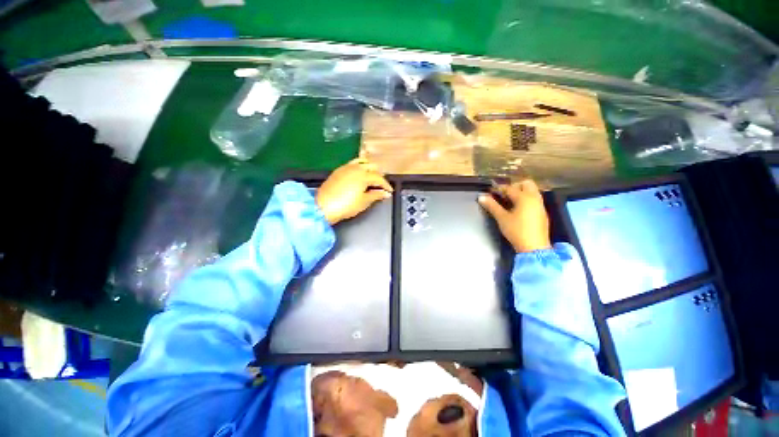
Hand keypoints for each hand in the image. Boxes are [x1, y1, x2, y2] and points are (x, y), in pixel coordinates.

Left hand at [316, 158, 392, 224]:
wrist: (323, 207)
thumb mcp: (364, 201)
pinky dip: (359, 167)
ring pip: (362, 162)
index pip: (379, 178)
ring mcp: (345, 168)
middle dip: (379, 175)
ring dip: (369, 168)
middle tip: (381, 185)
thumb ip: (376, 195)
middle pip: (372, 167)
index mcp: (363, 175)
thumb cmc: (346, 205)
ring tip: (371, 177)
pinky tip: (359, 175)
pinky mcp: (338, 170)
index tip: (390, 191)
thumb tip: (385, 193)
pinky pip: (352, 164)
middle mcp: (355, 168)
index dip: (386, 185)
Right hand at [478, 180, 550, 252]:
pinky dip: (526, 199)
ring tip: (509, 201)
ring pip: (532, 191)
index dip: (499, 188)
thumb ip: (492, 206)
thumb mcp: (502, 218)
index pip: (510, 188)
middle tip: (504, 194)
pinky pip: (534, 199)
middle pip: (526, 184)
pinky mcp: (542, 213)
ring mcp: (540, 205)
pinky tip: (517, 209)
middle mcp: (534, 198)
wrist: (534, 247)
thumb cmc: (516, 231)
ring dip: (521, 192)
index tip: (490, 191)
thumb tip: (481, 197)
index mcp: (524, 198)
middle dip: (514, 186)